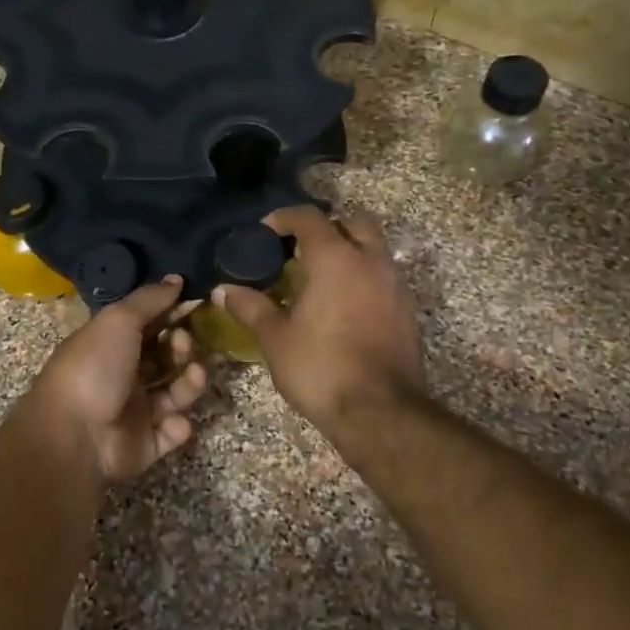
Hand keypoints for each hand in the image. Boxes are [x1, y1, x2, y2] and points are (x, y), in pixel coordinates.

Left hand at [24, 277, 206, 486]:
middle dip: (182, 347)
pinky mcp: (146, 444)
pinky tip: (172, 421)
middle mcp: (123, 375)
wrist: (74, 437)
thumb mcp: (118, 321)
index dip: (171, 314)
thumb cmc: (94, 368)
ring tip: (192, 376)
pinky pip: (173, 431)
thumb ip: (149, 299)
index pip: (148, 324)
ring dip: (189, 382)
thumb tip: (176, 278)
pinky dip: (178, 426)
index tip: (196, 304)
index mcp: (110, 344)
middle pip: (165, 357)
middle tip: (183, 343)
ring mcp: (135, 411)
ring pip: (175, 392)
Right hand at [216, 206, 424, 436]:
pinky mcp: (406, 311)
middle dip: (326, 228)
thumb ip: (250, 307)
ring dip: (348, 253)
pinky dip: (362, 278)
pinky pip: (382, 277)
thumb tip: (223, 290)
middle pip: (352, 222)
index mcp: (335, 258)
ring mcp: (394, 285)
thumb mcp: (275, 338)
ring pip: (372, 249)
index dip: (283, 218)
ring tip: (318, 280)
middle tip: (299, 251)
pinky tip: (341, 306)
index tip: (264, 233)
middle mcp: (370, 261)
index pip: (309, 217)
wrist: (380, 412)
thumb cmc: (320, 367)